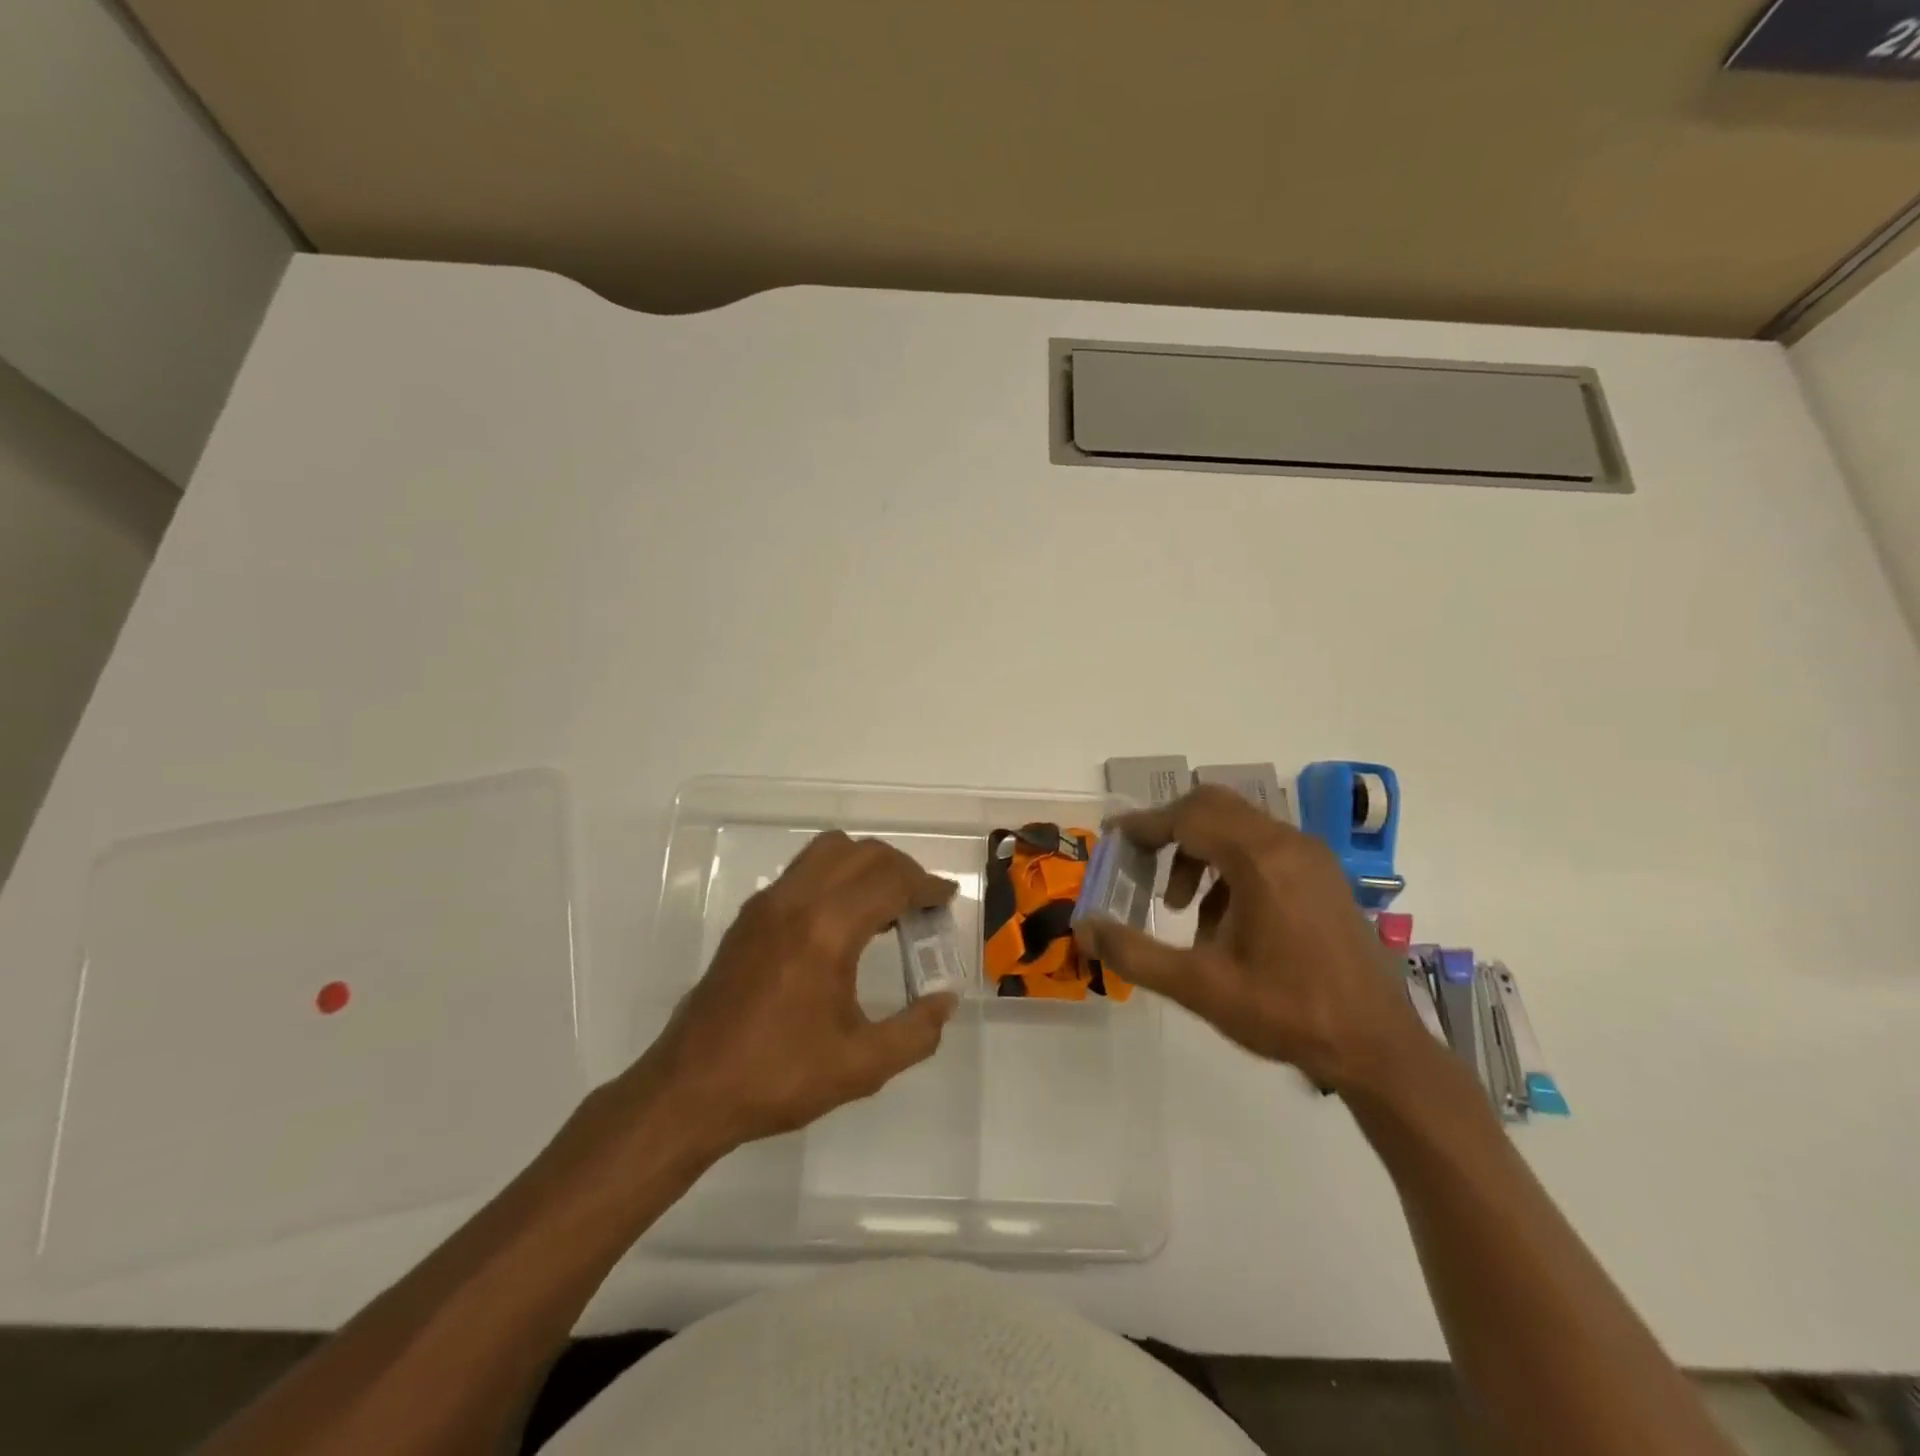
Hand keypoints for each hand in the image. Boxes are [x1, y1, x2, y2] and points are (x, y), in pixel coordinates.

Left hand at [639, 831, 959, 1153]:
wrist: (690, 1090)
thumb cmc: (778, 1077)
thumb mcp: (861, 1066)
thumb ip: (916, 1032)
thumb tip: (945, 1001)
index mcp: (827, 930)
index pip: (890, 881)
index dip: (926, 885)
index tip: (948, 898)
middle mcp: (796, 901)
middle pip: (862, 853)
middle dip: (901, 869)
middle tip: (923, 902)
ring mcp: (767, 903)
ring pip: (828, 851)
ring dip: (865, 864)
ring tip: (885, 905)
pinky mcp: (749, 915)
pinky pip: (803, 870)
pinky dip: (835, 875)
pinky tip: (843, 921)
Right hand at [1072, 785, 1425, 1094]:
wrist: (1380, 1049)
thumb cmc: (1287, 1013)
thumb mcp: (1199, 987)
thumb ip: (1135, 953)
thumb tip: (1083, 927)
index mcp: (1260, 860)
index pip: (1188, 817)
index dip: (1144, 825)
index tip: (1112, 839)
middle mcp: (1288, 843)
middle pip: (1214, 808)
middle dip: (1170, 832)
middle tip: (1139, 865)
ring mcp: (1311, 857)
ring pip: (1239, 827)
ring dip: (1199, 852)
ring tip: (1180, 909)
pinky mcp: (1323, 876)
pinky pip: (1263, 848)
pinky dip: (1230, 867)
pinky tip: (1221, 922)